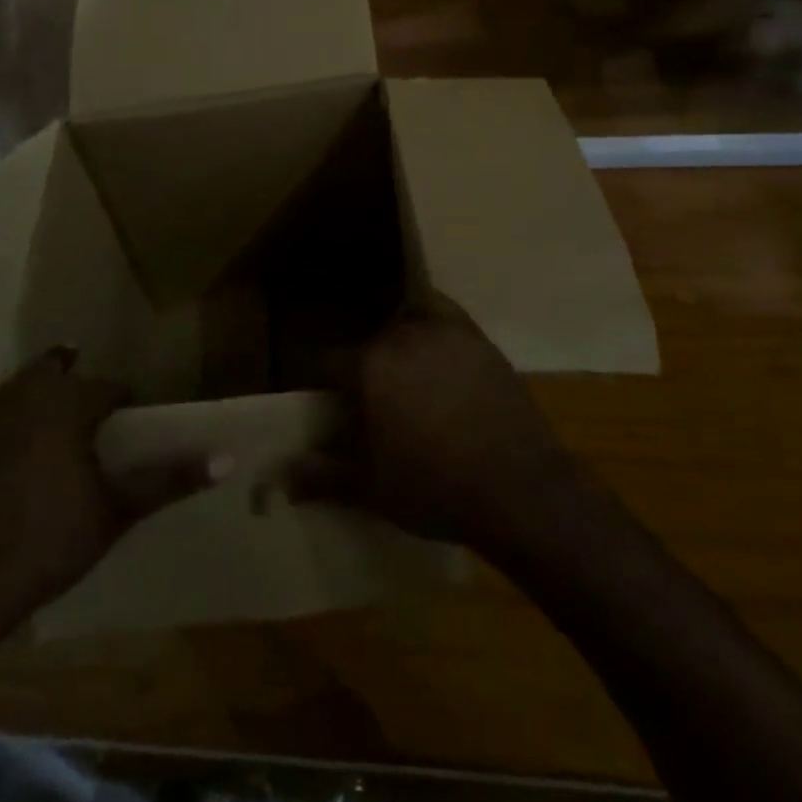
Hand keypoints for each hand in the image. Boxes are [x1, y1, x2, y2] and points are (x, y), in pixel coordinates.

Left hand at [0, 347, 226, 643]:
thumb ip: (168, 481)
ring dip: (32, 385)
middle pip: (58, 370)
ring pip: (14, 381)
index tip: (130, 415)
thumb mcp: (115, 514)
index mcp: (72, 405)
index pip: (109, 387)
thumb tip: (227, 459)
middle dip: (76, 380)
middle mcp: (29, 394)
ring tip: (44, 393)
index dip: (122, 399)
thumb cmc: (45, 545)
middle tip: (88, 406)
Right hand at [290, 301, 583, 554]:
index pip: (328, 362)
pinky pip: (444, 313)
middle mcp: (401, 337)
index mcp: (369, 366)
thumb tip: (284, 476)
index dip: (324, 383)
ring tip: (403, 371)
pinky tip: (432, 340)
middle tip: (369, 396)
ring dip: (396, 341)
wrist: (517, 488)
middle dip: (363, 364)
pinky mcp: (477, 338)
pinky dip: (431, 318)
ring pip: (405, 323)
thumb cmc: (435, 488)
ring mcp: (444, 332)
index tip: (328, 403)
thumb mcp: (372, 487)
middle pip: (369, 341)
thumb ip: (325, 475)